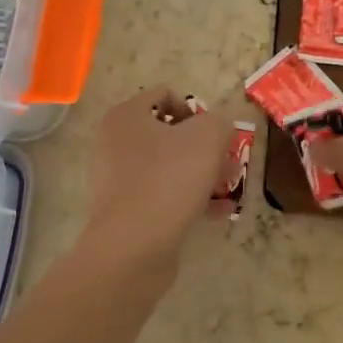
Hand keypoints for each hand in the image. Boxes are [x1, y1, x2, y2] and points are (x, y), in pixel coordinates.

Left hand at [83, 89, 234, 262]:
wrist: (133, 246)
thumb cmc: (169, 179)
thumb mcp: (207, 137)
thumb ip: (220, 122)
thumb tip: (219, 126)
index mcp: (126, 116)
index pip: (164, 95)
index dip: (196, 110)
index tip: (215, 135)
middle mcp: (115, 143)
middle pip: (168, 134)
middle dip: (203, 147)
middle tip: (227, 164)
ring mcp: (117, 179)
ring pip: (168, 167)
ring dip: (200, 174)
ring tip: (228, 190)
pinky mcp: (125, 211)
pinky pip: (163, 195)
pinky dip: (189, 200)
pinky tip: (217, 213)